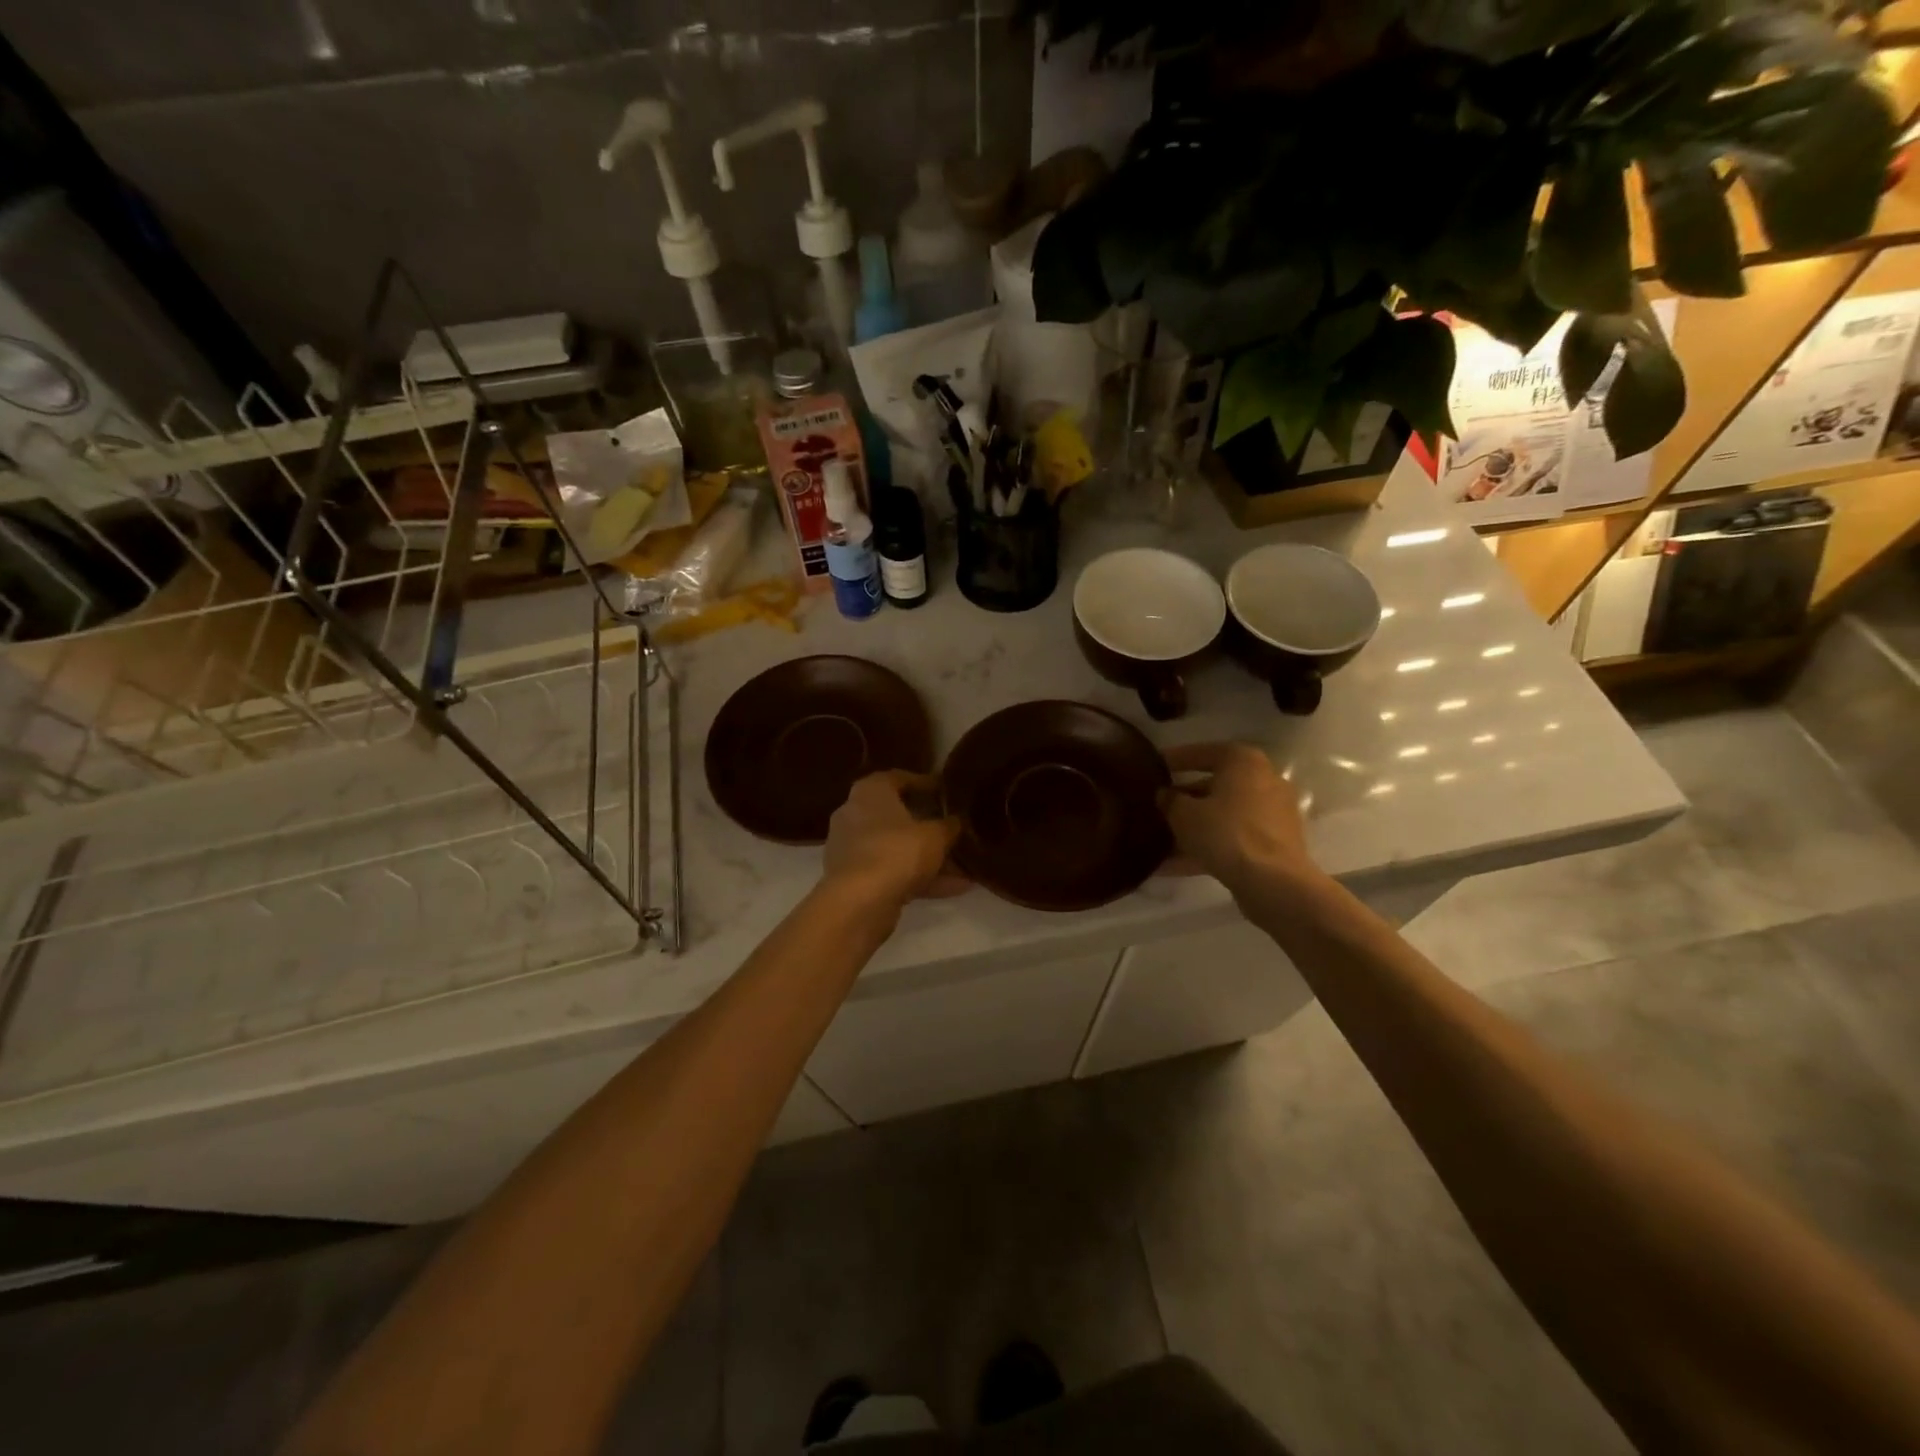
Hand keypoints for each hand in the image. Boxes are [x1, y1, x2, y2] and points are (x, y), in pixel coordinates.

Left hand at [821, 770, 967, 912]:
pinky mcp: (855, 879)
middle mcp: (854, 814)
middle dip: (927, 825)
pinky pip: (893, 872)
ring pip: (896, 848)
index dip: (924, 783)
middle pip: (896, 816)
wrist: (859, 902)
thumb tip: (956, 821)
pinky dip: (920, 879)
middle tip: (953, 828)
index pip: (898, 778)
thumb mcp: (935, 836)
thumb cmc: (896, 851)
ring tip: (964, 866)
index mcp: (869, 792)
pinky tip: (956, 889)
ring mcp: (852, 849)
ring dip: (927, 857)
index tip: (945, 791)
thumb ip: (948, 826)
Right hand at [1160, 742, 1315, 895]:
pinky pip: (1232, 838)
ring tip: (1159, 840)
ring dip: (1193, 827)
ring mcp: (1272, 814)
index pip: (1202, 752)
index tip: (1152, 766)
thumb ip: (1169, 799)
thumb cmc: (1226, 833)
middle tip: (1155, 806)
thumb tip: (1164, 794)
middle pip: (1214, 785)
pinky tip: (1174, 865)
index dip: (1173, 759)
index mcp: (1243, 761)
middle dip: (1183, 798)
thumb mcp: (1183, 813)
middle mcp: (1263, 780)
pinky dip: (1207, 847)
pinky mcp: (1273, 843)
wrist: (1273, 883)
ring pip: (1222, 815)